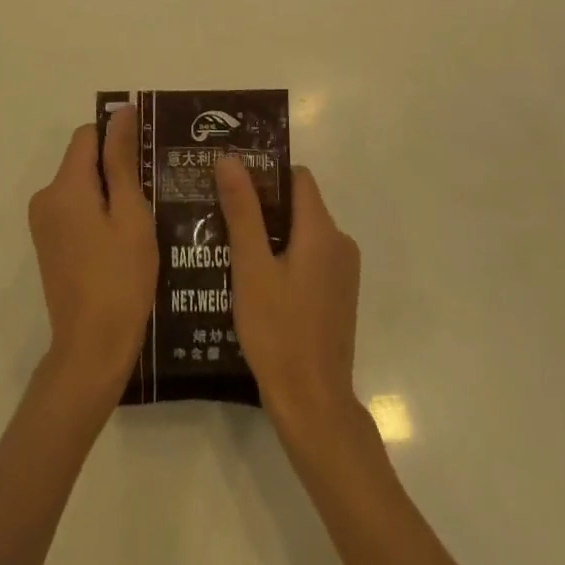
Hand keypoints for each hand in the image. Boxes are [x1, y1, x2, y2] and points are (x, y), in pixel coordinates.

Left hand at [28, 106, 157, 399]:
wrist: (92, 349)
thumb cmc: (120, 279)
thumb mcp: (131, 214)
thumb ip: (122, 160)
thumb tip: (121, 113)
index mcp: (64, 186)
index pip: (88, 135)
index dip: (118, 137)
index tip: (148, 156)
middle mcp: (46, 197)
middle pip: (83, 159)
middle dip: (116, 167)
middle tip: (153, 190)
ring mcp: (44, 223)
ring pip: (81, 185)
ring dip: (110, 192)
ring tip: (145, 216)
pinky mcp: (48, 244)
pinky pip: (75, 209)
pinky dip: (98, 212)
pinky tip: (125, 237)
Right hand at [215, 157, 362, 445]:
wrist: (313, 404)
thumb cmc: (279, 331)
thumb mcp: (252, 267)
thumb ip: (242, 210)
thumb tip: (230, 159)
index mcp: (322, 230)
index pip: (297, 178)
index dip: (265, 174)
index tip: (232, 184)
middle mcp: (339, 243)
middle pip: (299, 205)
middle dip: (262, 205)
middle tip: (221, 214)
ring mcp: (342, 272)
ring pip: (302, 233)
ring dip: (270, 234)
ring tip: (229, 246)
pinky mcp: (338, 295)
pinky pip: (309, 258)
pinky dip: (284, 258)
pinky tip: (254, 278)